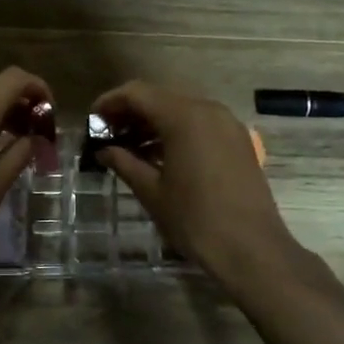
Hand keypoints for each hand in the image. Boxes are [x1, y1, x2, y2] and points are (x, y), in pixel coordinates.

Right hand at [90, 80, 302, 286]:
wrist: (252, 250)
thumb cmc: (196, 220)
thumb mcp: (152, 192)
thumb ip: (124, 163)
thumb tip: (102, 150)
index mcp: (184, 117)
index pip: (137, 93)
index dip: (110, 103)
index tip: (91, 121)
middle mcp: (207, 110)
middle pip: (159, 98)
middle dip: (130, 113)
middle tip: (106, 135)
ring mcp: (227, 124)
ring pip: (180, 110)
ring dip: (152, 123)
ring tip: (128, 148)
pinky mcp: (238, 141)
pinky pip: (199, 124)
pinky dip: (175, 132)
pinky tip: (159, 157)